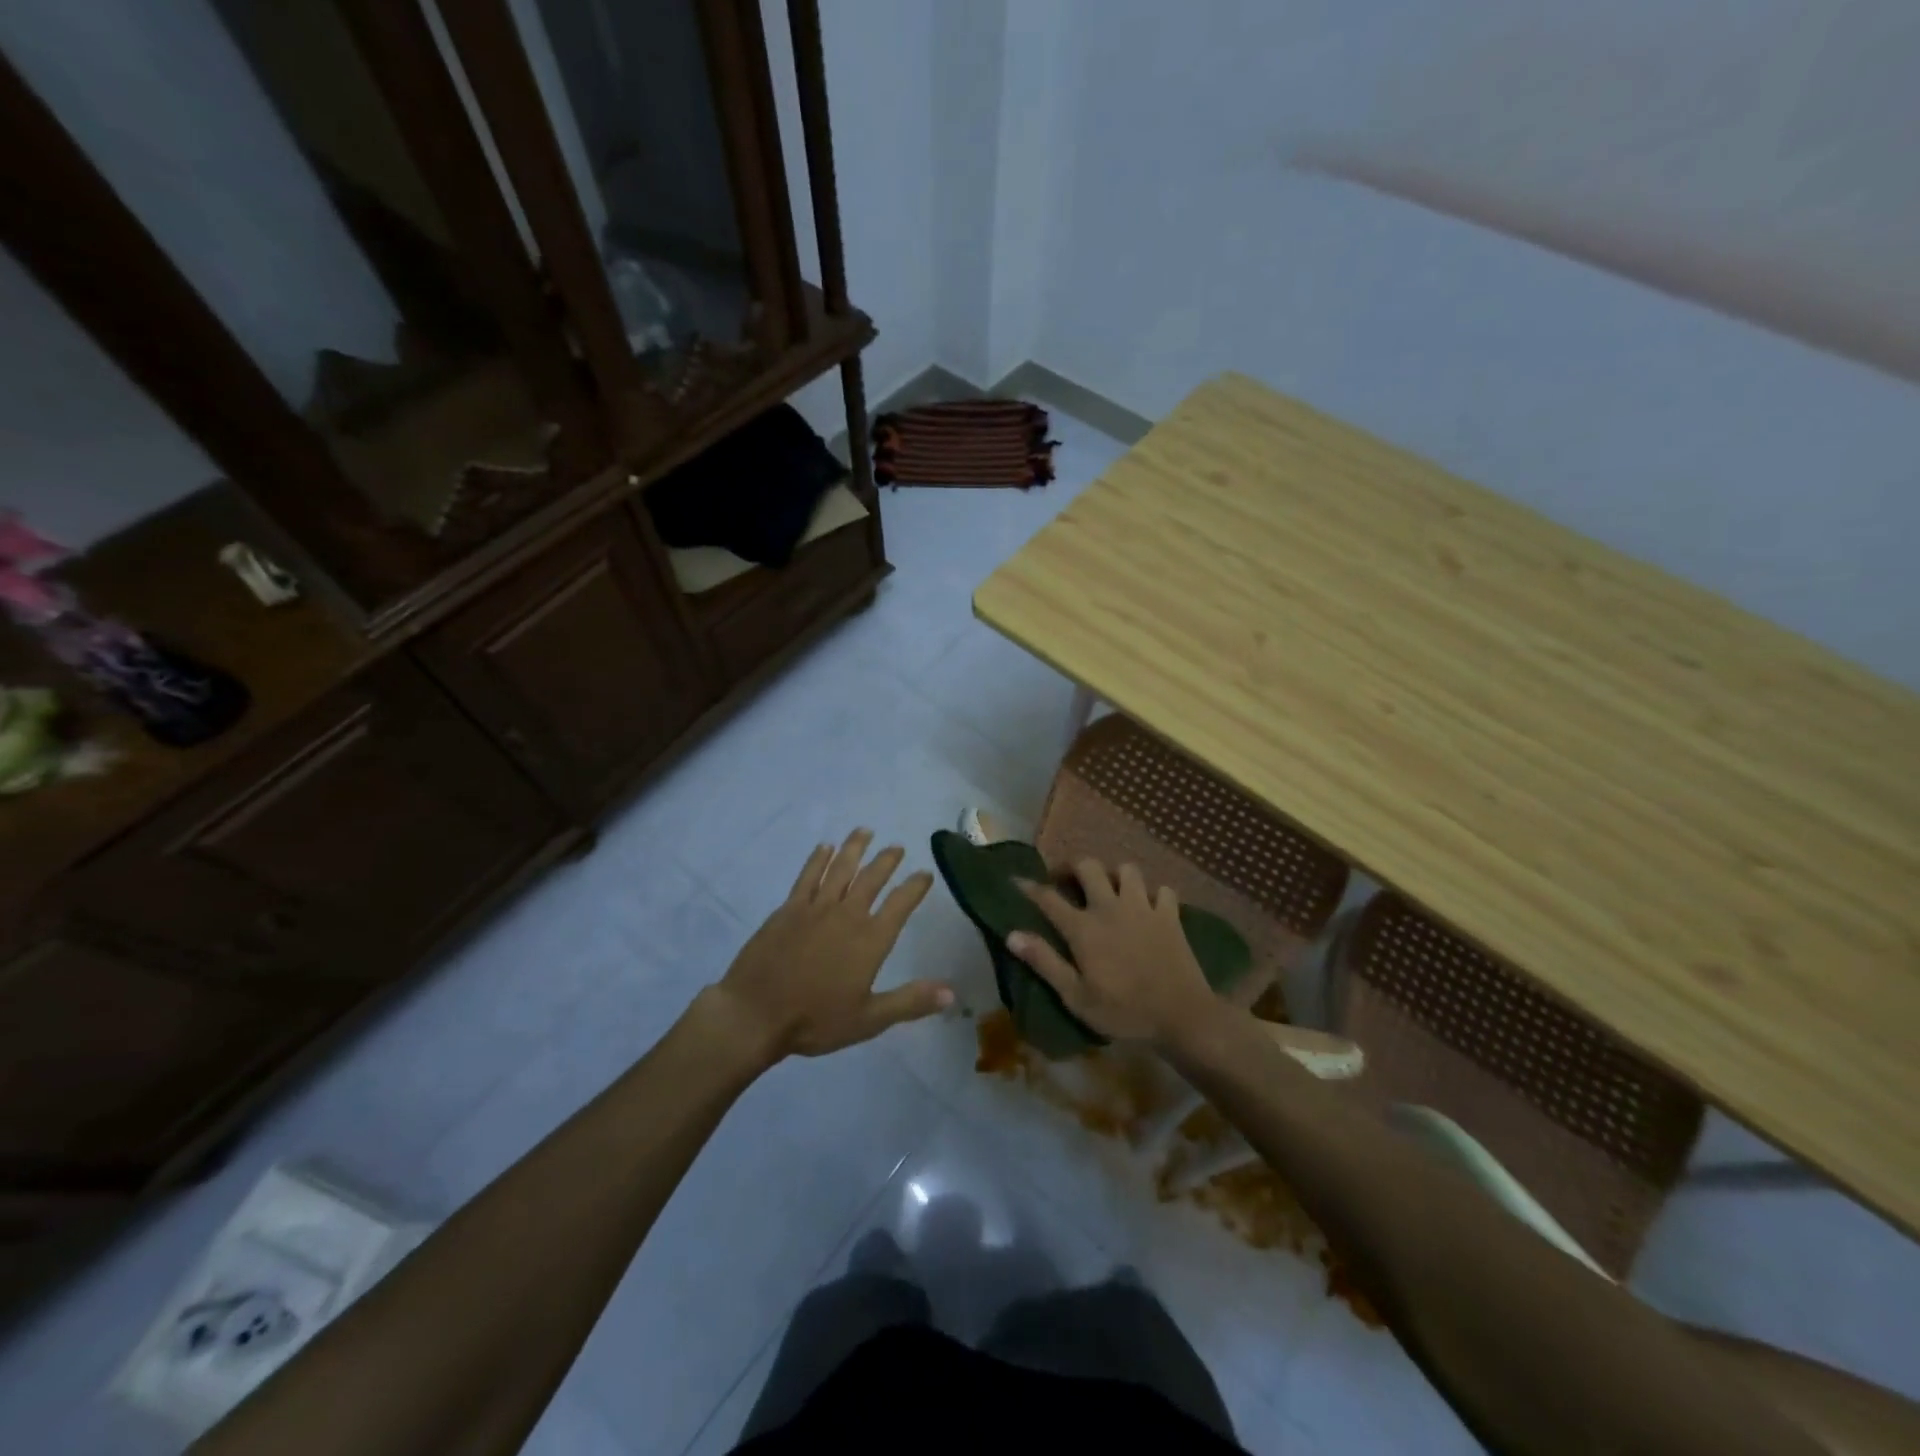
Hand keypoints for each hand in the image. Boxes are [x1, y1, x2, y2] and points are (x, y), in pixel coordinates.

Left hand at [713, 829, 949, 1060]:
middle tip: (896, 847)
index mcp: (870, 940)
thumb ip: (910, 1002)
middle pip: (871, 878)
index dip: (915, 887)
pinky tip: (824, 847)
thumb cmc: (815, 1020)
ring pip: (840, 868)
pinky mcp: (788, 909)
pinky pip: (808, 876)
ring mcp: (815, 908)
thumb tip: (952, 994)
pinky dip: (818, 859)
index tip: (925, 873)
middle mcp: (847, 914)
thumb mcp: (869, 1019)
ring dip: (854, 848)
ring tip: (865, 831)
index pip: (900, 904)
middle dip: (886, 861)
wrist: (756, 1014)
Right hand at [1007, 858, 1216, 1046]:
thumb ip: (1045, 962)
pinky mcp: (1170, 915)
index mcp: (1084, 928)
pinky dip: (1154, 894)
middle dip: (1073, 868)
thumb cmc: (1124, 1012)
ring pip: (1127, 870)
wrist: (1182, 1016)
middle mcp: (1110, 907)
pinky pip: (1162, 890)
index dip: (1029, 886)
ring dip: (1115, 876)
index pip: (1048, 898)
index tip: (1017, 880)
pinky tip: (1149, 908)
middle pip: (1088, 866)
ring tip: (1110, 891)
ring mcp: (1143, 907)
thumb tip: (1012, 935)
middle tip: (1068, 882)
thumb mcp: (1076, 997)